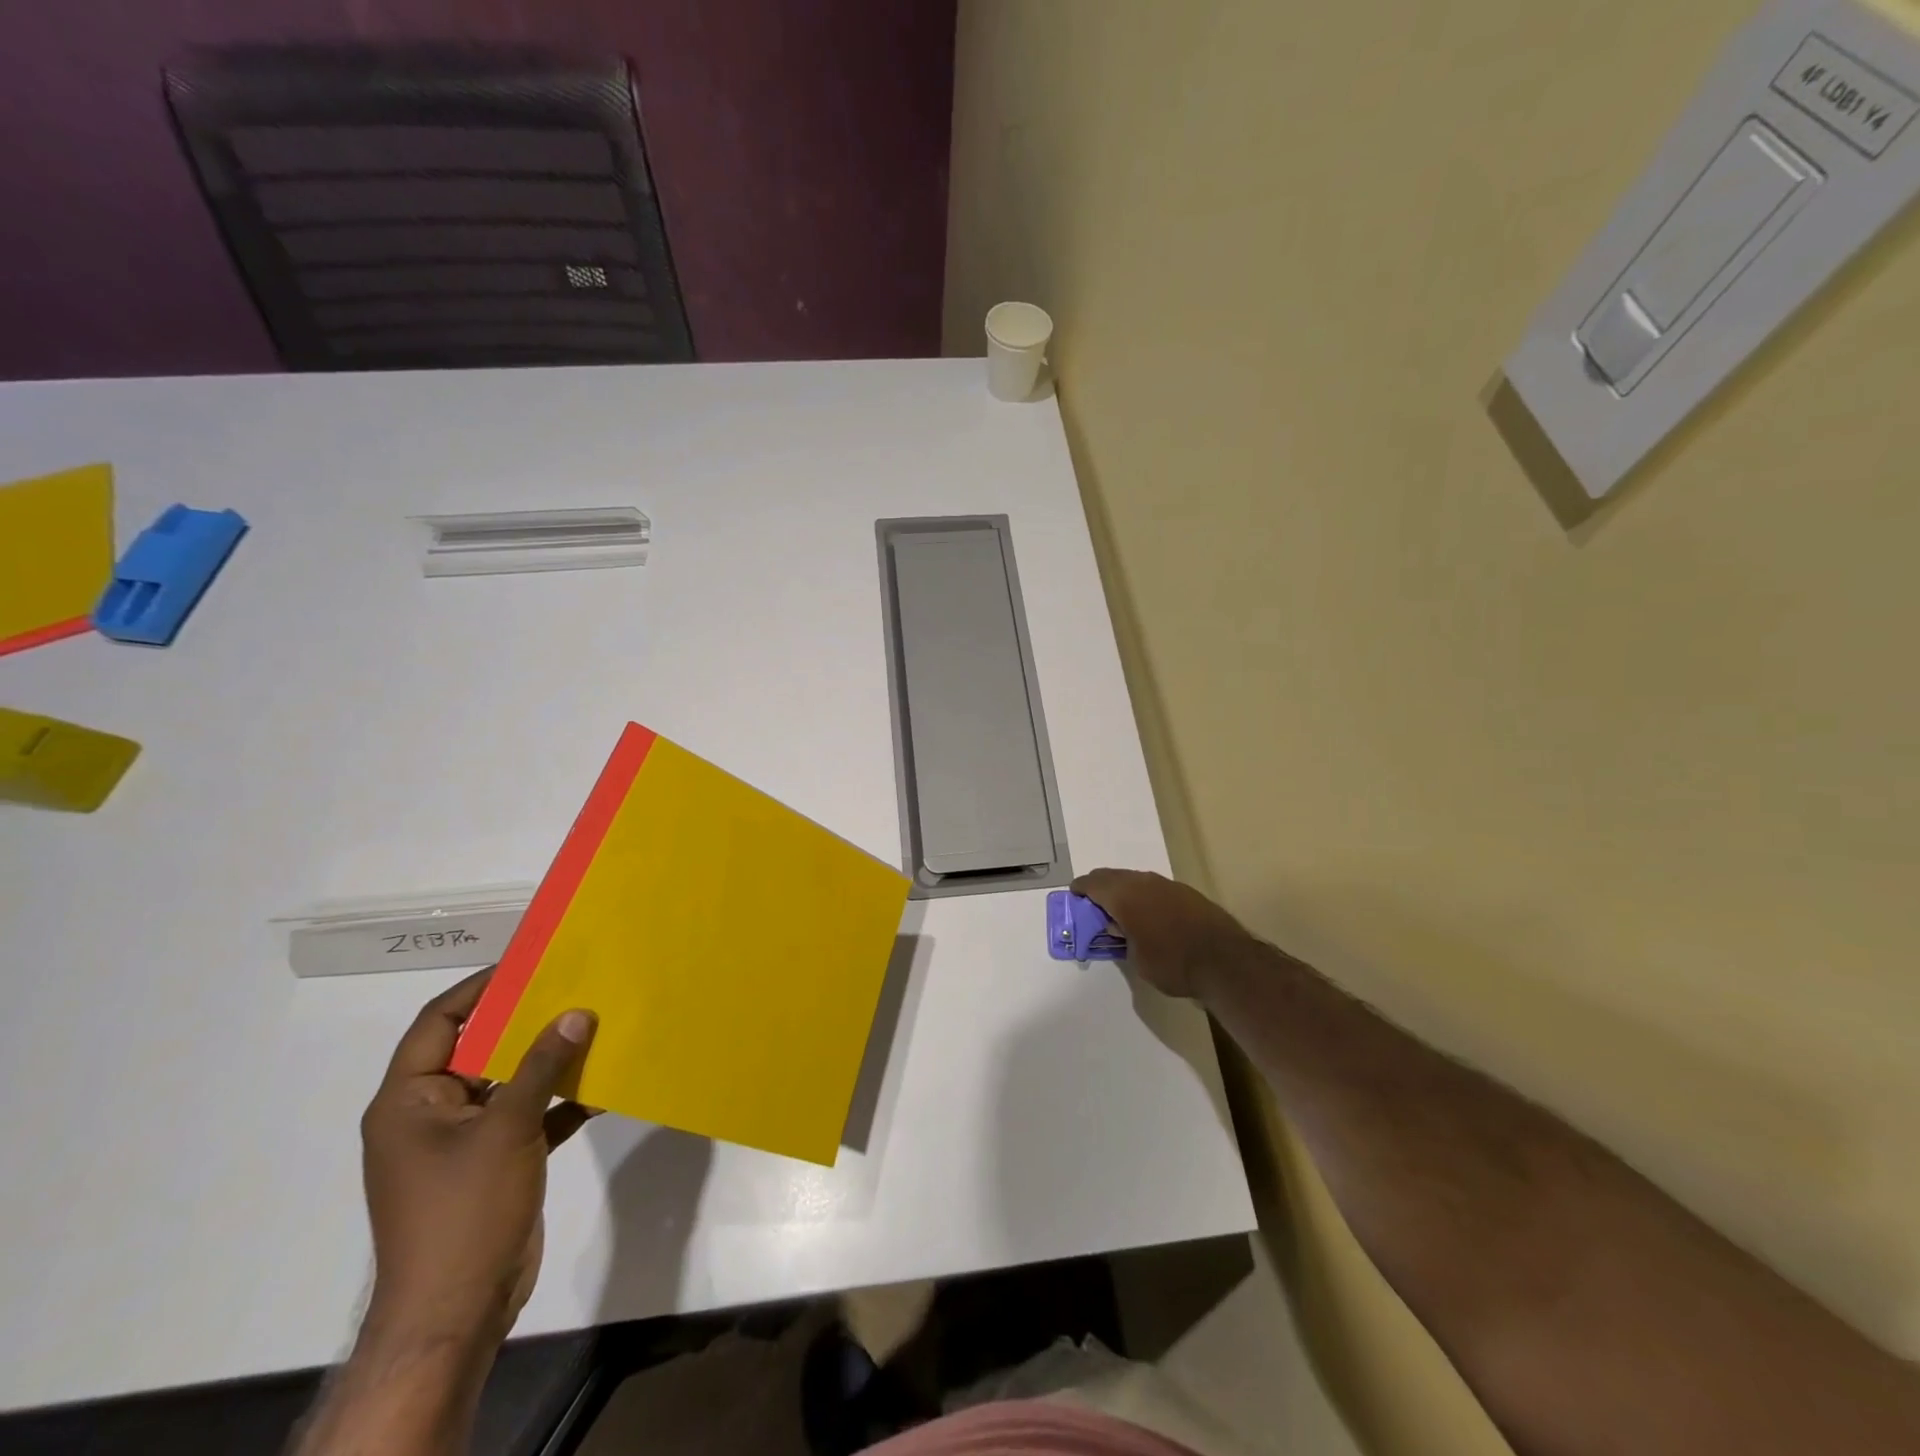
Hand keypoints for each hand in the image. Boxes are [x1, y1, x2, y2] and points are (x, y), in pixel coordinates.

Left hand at [359, 970, 597, 1349]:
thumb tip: (577, 1013)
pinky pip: (527, 1116)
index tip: (528, 964)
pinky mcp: (493, 1163)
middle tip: (573, 988)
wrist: (456, 1310)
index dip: (480, 989)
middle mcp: (430, 1114)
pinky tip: (602, 1088)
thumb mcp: (506, 1128)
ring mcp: (462, 1141)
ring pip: (508, 1082)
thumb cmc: (464, 1209)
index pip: (438, 1023)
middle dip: (525, 1021)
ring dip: (548, 1061)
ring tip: (596, 1027)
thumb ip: (541, 1066)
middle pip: (477, 1048)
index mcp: (408, 1100)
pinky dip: (560, 1102)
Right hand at [1071, 868, 1255, 998]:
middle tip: (1093, 900)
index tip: (1074, 894)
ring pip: (1137, 880)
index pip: (1094, 883)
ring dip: (1124, 890)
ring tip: (1120, 907)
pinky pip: (1155, 887)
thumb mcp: (1136, 959)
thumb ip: (1122, 938)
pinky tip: (1148, 912)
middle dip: (1101, 886)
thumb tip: (1119, 926)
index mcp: (1125, 895)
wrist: (1225, 961)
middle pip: (1114, 876)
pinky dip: (1144, 896)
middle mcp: (1144, 882)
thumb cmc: (1172, 963)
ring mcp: (1168, 885)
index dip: (1081, 888)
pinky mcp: (1187, 893)